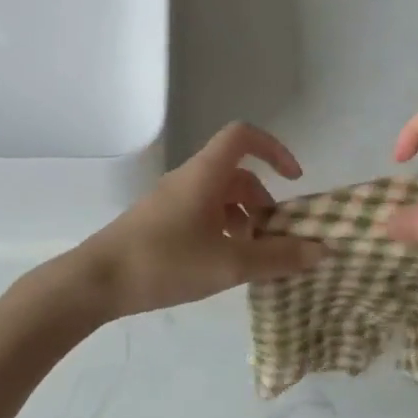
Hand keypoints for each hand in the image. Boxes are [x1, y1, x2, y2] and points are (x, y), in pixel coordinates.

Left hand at [70, 122, 325, 321]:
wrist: (96, 281)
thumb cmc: (165, 262)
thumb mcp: (228, 264)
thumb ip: (277, 258)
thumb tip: (321, 249)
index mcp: (206, 174)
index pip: (243, 136)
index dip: (274, 148)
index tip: (293, 180)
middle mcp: (189, 179)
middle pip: (236, 173)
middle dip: (263, 201)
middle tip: (275, 238)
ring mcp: (171, 200)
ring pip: (219, 196)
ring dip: (243, 219)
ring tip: (252, 257)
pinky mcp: (160, 222)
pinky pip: (202, 213)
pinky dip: (221, 230)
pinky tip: (222, 264)